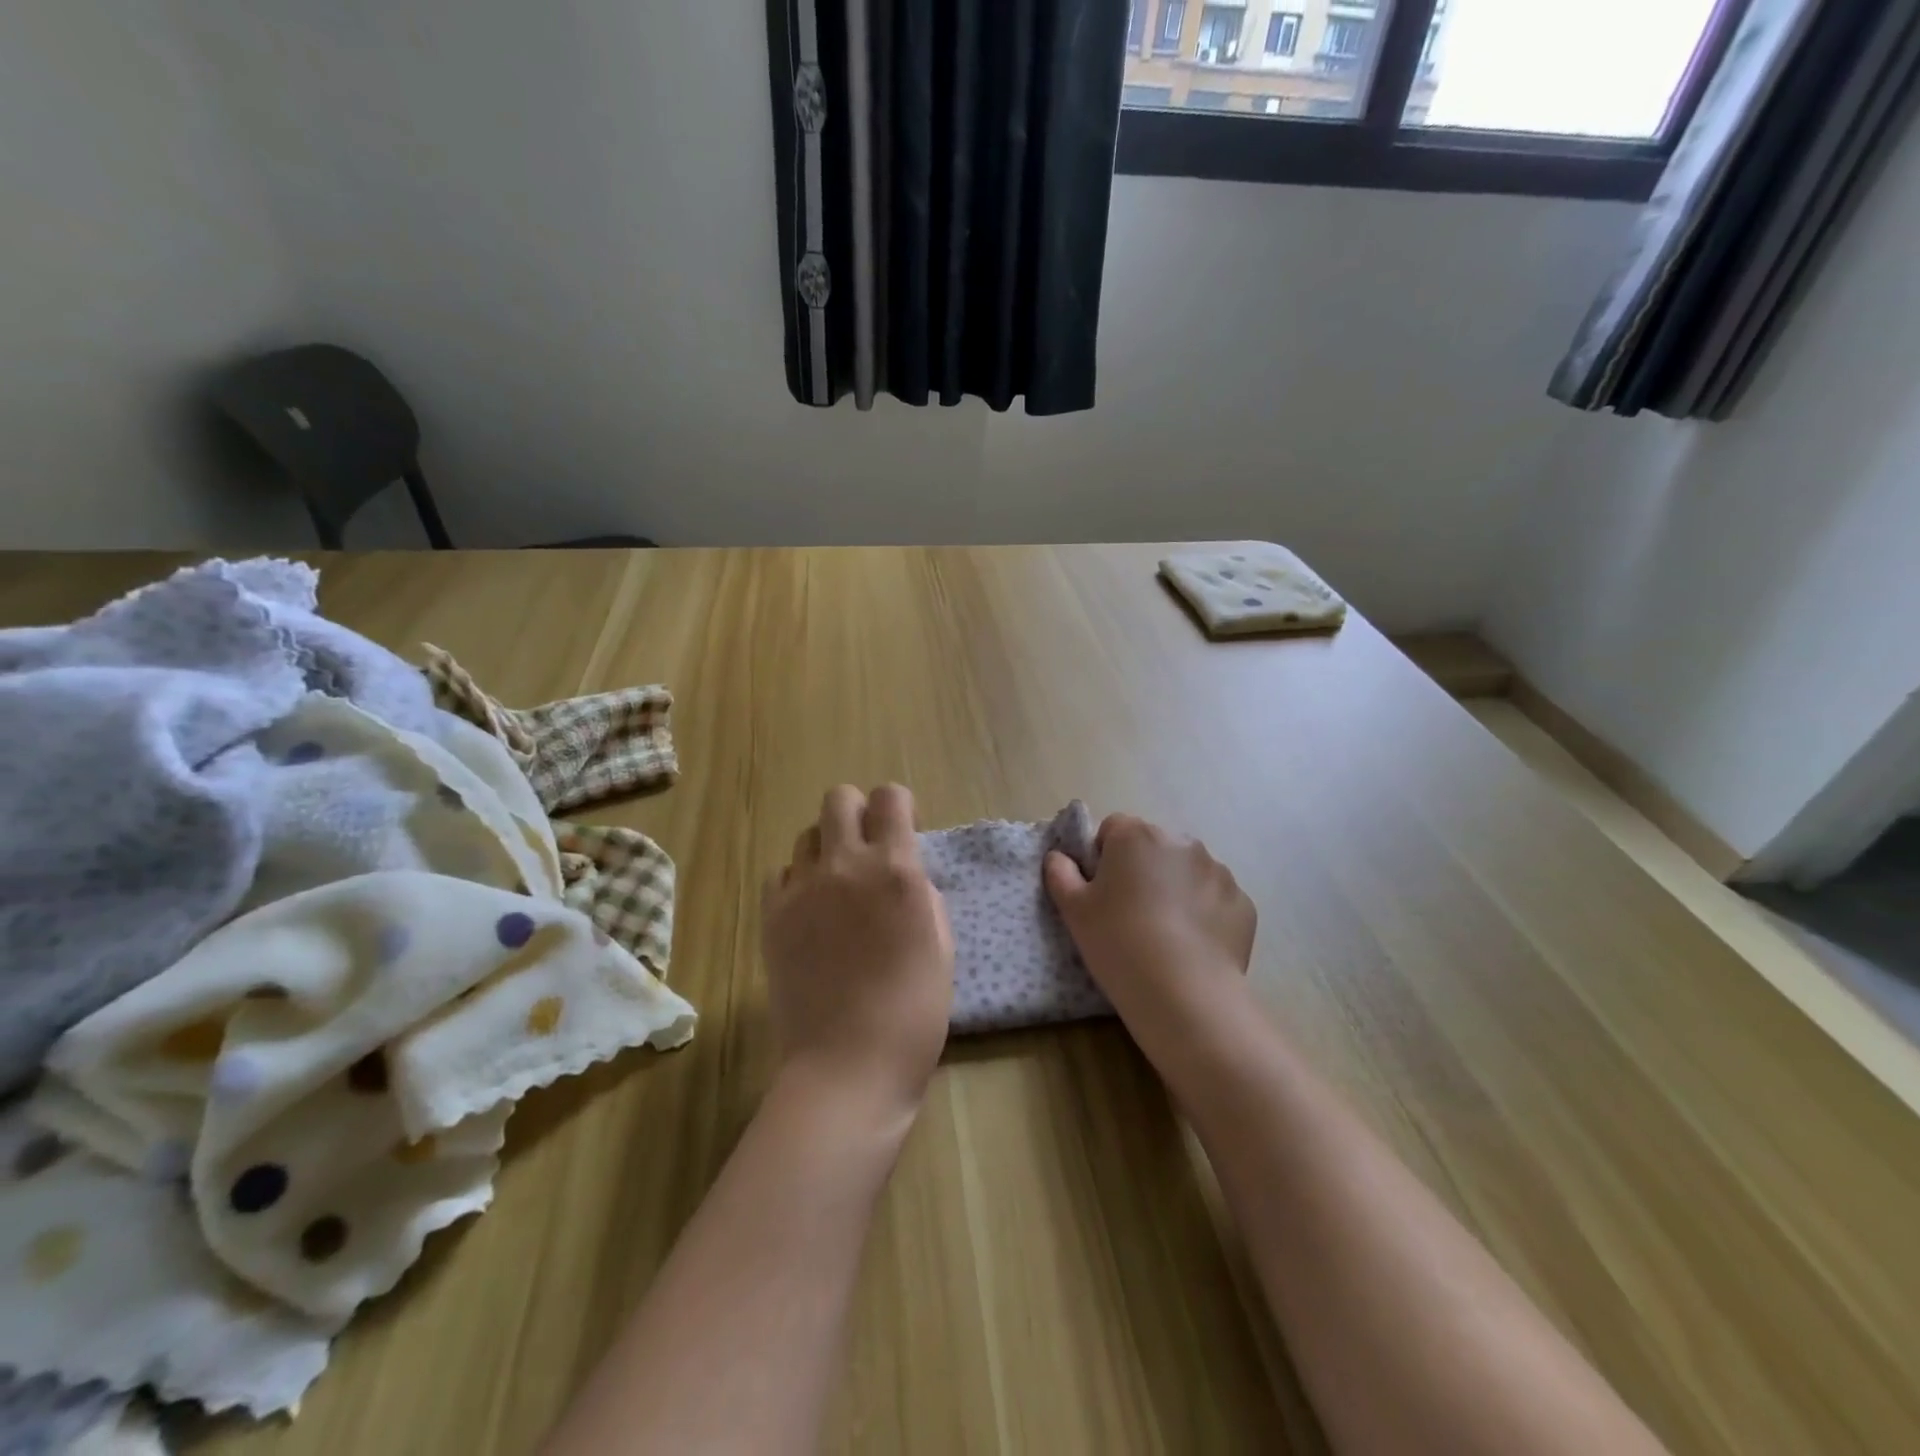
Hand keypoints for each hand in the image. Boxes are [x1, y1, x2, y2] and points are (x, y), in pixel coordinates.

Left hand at [762, 784, 954, 1121]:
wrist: (848, 1065)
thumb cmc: (914, 1012)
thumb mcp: (941, 944)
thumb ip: (922, 894)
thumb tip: (903, 874)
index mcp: (896, 870)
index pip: (891, 797)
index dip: (899, 807)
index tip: (905, 830)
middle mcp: (846, 865)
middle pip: (839, 799)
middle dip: (858, 812)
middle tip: (868, 848)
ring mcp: (802, 889)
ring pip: (808, 835)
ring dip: (828, 849)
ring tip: (838, 886)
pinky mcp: (772, 916)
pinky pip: (782, 874)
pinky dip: (798, 882)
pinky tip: (811, 914)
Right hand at [1044, 814, 1255, 1064]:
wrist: (1183, 993)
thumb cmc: (1118, 942)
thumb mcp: (1074, 910)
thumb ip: (1060, 874)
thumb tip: (1058, 857)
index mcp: (1136, 835)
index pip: (1114, 828)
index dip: (1104, 857)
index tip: (1102, 891)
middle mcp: (1181, 842)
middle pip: (1154, 847)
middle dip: (1143, 870)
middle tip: (1131, 914)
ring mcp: (1217, 871)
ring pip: (1187, 872)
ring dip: (1175, 889)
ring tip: (1165, 934)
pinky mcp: (1242, 902)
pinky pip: (1215, 899)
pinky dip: (1204, 914)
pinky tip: (1192, 946)